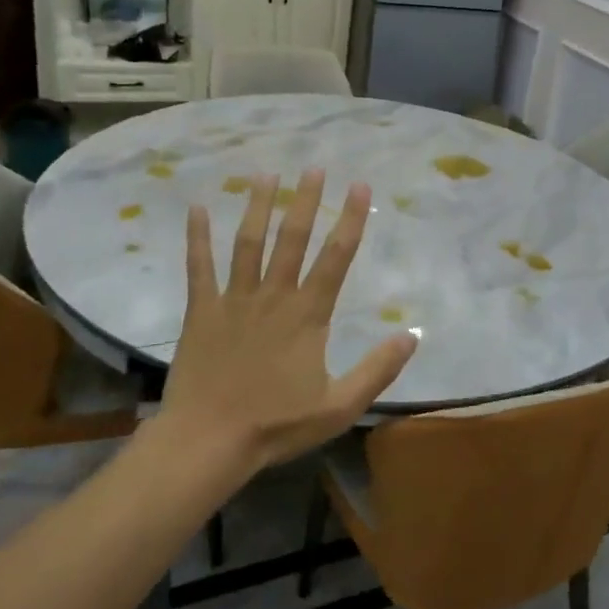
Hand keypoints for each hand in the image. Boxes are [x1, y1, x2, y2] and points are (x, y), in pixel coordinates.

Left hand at [159, 171, 416, 472]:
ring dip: (258, 206)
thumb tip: (412, 335)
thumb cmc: (276, 425)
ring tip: (267, 175)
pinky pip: (198, 267)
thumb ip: (377, 369)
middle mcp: (273, 295)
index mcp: (308, 314)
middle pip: (292, 238)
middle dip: (306, 200)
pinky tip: (197, 208)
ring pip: (248, 243)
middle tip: (314, 167)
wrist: (208, 441)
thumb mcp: (340, 406)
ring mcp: (234, 300)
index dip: (351, 219)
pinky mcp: (201, 311)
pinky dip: (197, 237)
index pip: (336, 257)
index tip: (359, 186)